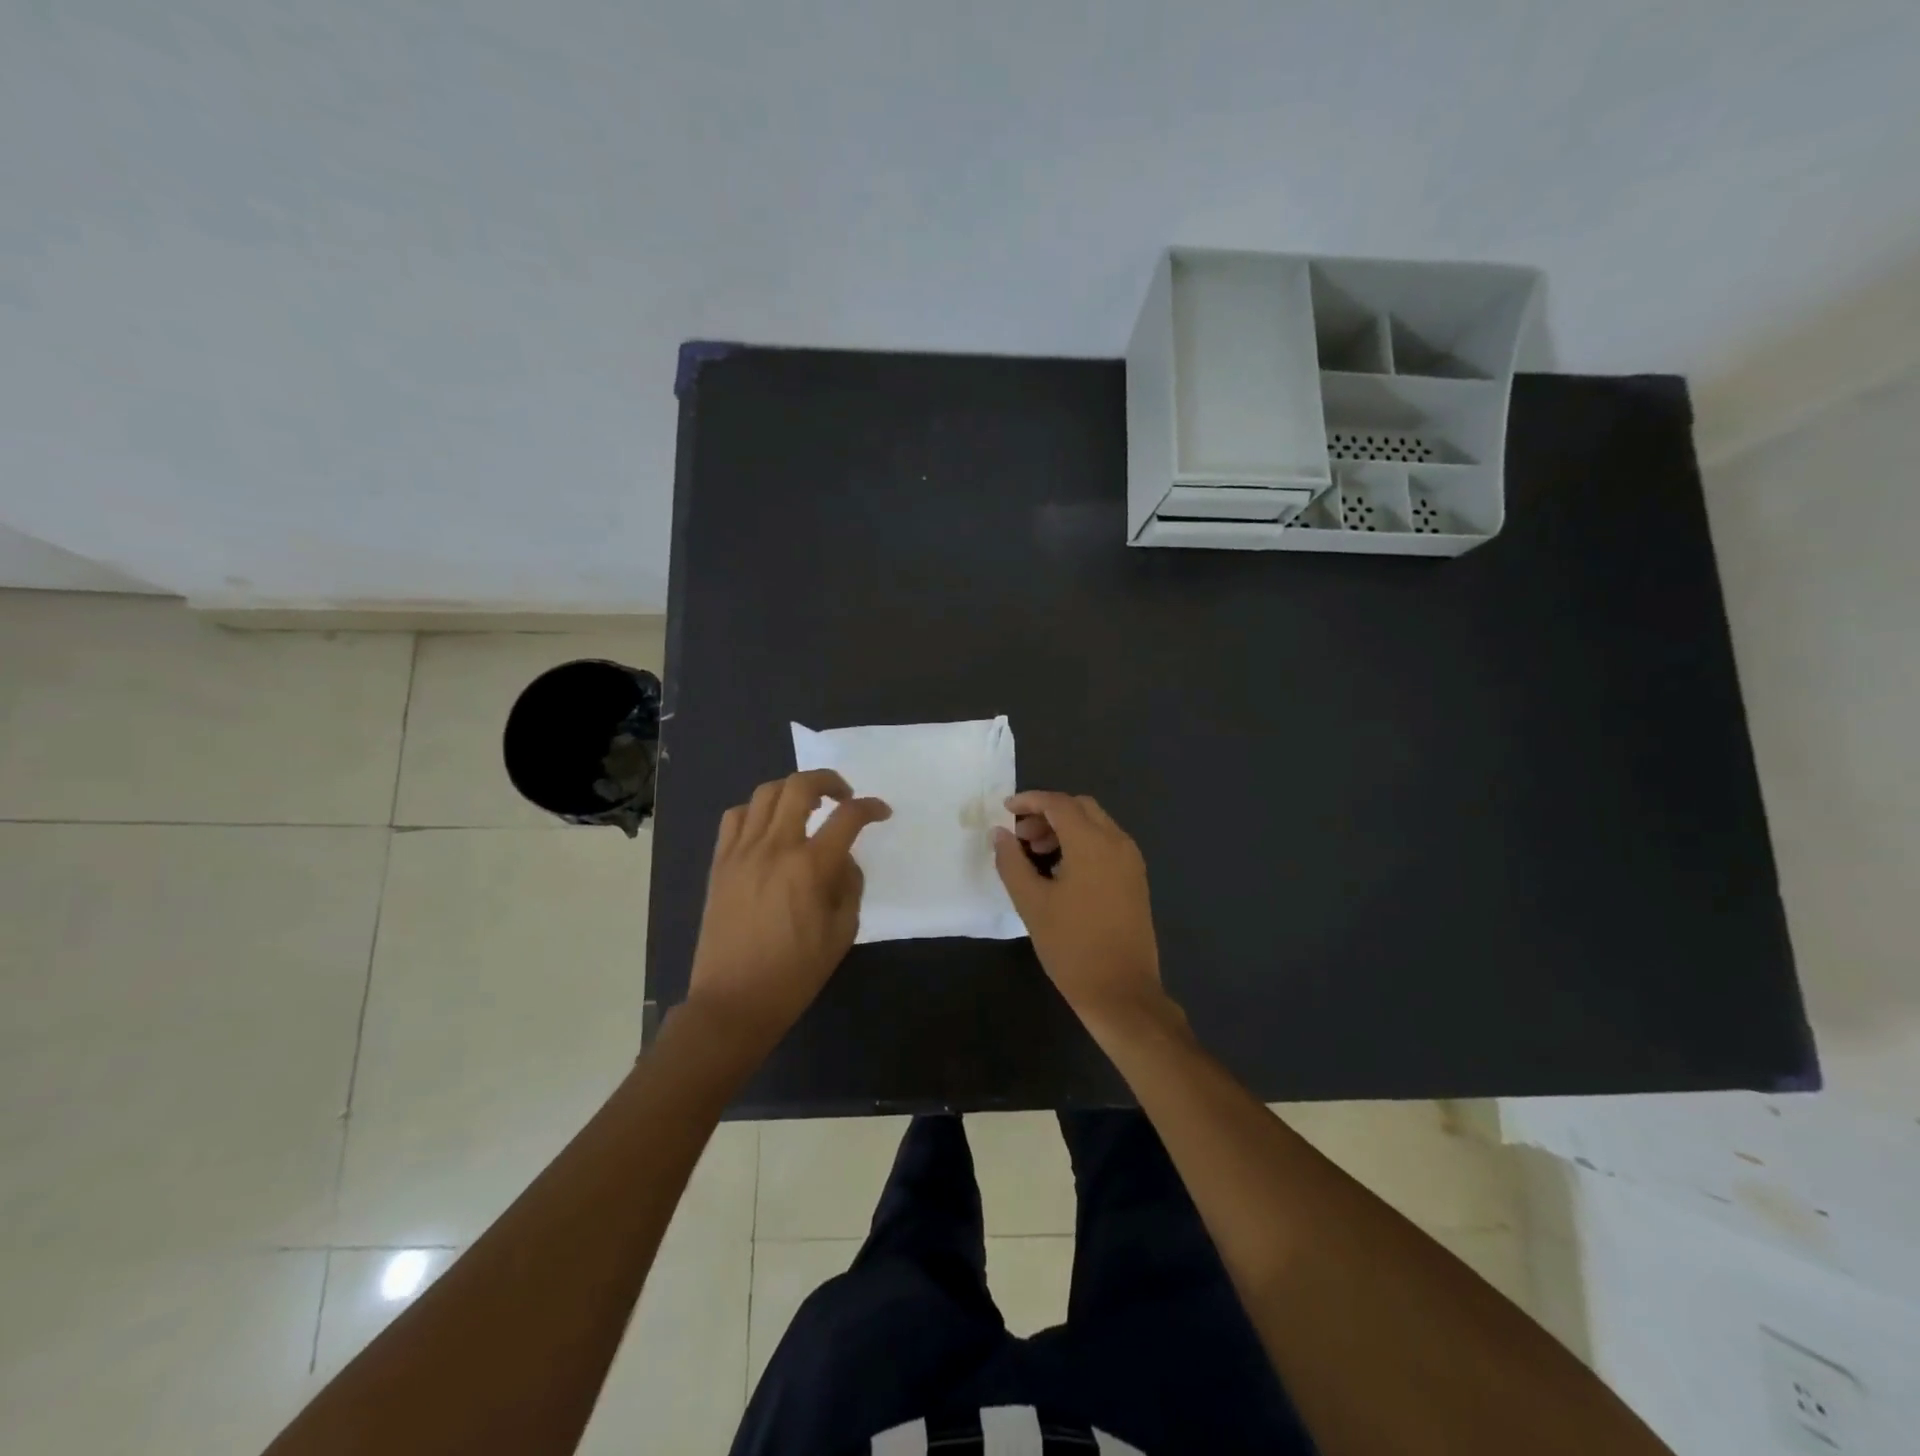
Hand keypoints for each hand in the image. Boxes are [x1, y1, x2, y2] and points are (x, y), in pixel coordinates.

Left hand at [685, 769, 890, 1054]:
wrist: (734, 1001)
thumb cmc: (795, 973)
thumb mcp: (842, 933)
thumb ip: (849, 886)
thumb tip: (843, 860)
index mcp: (810, 867)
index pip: (847, 817)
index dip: (870, 807)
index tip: (881, 812)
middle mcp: (774, 848)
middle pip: (800, 786)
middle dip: (829, 780)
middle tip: (844, 796)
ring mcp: (742, 852)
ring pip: (765, 794)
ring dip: (792, 790)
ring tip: (806, 807)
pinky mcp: (720, 863)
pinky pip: (735, 817)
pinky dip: (756, 811)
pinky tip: (768, 827)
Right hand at [992, 791, 1171, 1032]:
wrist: (1122, 992)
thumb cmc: (1072, 947)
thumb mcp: (1032, 903)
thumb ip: (1012, 861)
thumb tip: (1000, 833)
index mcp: (1092, 843)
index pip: (1058, 803)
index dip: (1029, 801)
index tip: (1005, 811)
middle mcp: (1117, 842)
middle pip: (1080, 808)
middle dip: (1047, 814)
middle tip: (1021, 837)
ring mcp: (1131, 861)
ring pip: (1096, 825)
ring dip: (1065, 828)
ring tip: (1036, 855)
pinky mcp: (1135, 880)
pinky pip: (1107, 844)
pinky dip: (1082, 844)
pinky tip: (1061, 871)